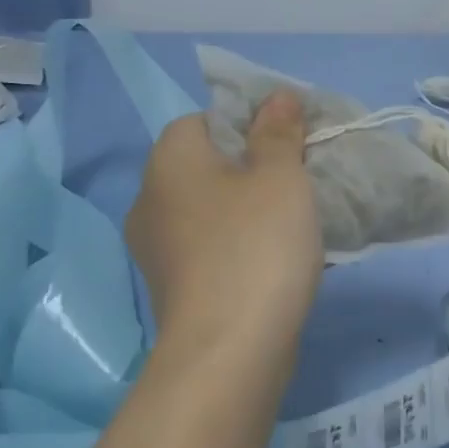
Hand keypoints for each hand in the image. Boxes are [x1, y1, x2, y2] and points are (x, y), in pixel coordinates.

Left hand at [125, 93, 322, 358]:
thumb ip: (279, 132)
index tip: (292, 148)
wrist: (230, 350)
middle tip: (299, 186)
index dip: (253, 126)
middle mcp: (150, 199)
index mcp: (169, 160)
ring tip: (293, 227)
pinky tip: (273, 264)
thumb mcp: (280, 177)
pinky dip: (239, 248)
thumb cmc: (257, 247)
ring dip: (247, 213)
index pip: (207, 119)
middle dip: (253, 171)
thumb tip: (277, 97)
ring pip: (210, 211)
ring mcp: (156, 250)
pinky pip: (211, 249)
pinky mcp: (173, 289)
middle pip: (208, 166)